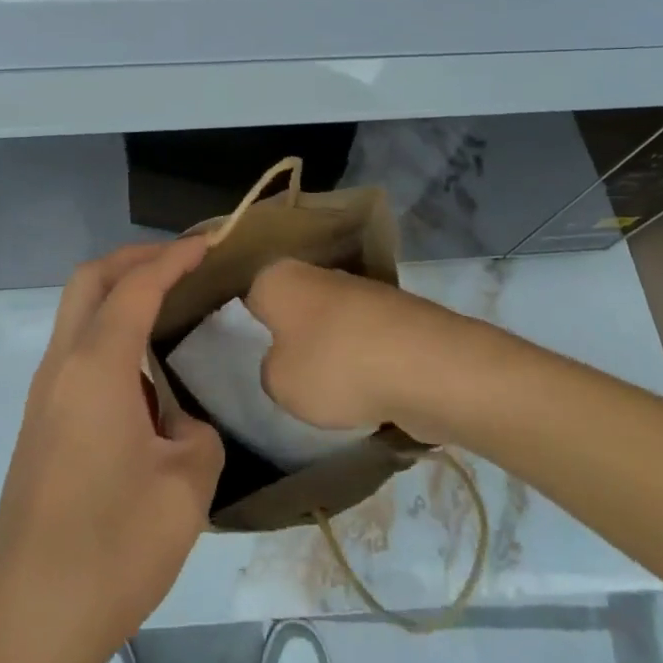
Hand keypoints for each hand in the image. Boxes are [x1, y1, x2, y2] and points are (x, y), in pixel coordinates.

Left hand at [0, 239, 223, 662]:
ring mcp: (43, 396)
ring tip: (169, 308)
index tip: (210, 242)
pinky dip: (109, 333)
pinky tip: (143, 372)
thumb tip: (178, 424)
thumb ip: (197, 435)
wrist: (25, 627)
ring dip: (119, 294)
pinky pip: (75, 351)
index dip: (175, 257)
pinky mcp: (39, 425)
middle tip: (182, 263)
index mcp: (96, 367)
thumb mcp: (185, 489)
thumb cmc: (110, 550)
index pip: (137, 286)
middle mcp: (61, 366)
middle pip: (90, 280)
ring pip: (77, 313)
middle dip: (136, 258)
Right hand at [246, 260, 477, 439]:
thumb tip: (285, 361)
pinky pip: (360, 339)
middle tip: (276, 373)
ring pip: (326, 322)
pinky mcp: (392, 314)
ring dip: (324, 349)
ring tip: (320, 390)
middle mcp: (316, 272)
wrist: (425, 365)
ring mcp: (358, 290)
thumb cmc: (335, 366)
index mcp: (278, 276)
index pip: (246, 293)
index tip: (236, 350)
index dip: (240, 323)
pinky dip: (358, 360)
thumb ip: (270, 369)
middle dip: (286, 334)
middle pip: (290, 305)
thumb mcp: (278, 383)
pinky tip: (359, 390)